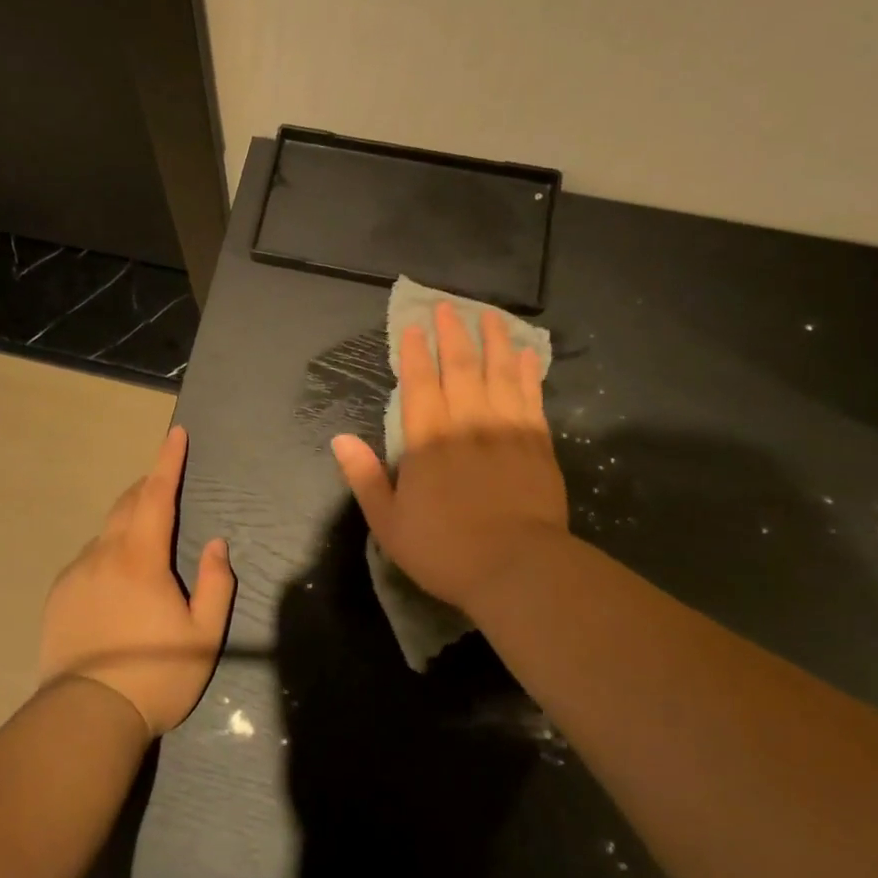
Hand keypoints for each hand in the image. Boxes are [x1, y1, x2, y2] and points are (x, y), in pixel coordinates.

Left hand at [38, 427, 234, 736]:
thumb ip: (215, 584)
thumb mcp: (204, 636)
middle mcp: (104, 554)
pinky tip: (114, 584)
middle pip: (128, 504)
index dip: (168, 461)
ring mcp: (76, 573)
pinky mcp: (58, 595)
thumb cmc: (156, 675)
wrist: (86, 718)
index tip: (175, 433)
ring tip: (144, 544)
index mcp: (141, 558)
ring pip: (106, 533)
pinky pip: (88, 560)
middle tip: (164, 484)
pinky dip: (106, 554)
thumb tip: (215, 544)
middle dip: (148, 487)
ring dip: (127, 524)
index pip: (157, 495)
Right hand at [332, 302, 568, 613]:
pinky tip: (525, 355)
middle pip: (460, 368)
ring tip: (491, 316)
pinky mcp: (537, 443)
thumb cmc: (446, 550)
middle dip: (453, 335)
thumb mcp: (389, 523)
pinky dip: (526, 373)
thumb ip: (364, 477)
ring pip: (498, 374)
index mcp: (428, 441)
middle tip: (449, 307)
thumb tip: (340, 439)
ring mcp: (506, 430)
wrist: (519, 570)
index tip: (414, 327)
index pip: (420, 384)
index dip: (416, 353)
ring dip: (493, 342)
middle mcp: (466, 424)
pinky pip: (530, 397)